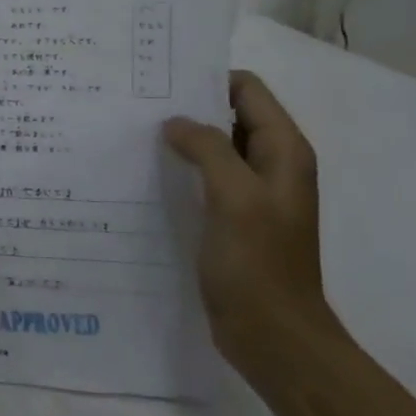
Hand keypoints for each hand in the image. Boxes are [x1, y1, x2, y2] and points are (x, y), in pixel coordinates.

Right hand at [164, 70, 340, 369]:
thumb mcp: (234, 196)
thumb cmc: (258, 263)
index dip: (207, 79)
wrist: (273, 336)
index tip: (159, 82)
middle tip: (136, 105)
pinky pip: (203, 177)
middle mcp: (269, 165)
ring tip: (133, 134)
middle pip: (227, 114)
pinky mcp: (230, 217)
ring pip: (212, 146)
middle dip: (186, 106)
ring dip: (180, 138)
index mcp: (282, 152)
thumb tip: (175, 123)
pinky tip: (145, 173)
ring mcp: (250, 193)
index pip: (246, 90)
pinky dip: (179, 168)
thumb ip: (207, 148)